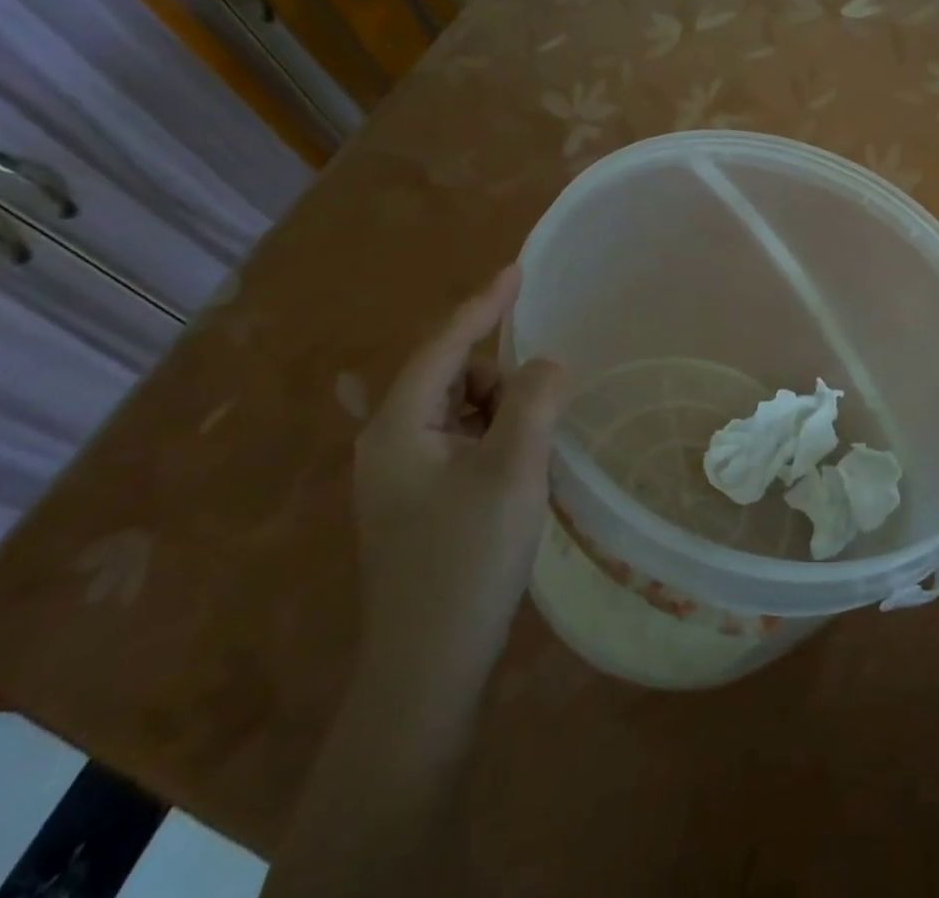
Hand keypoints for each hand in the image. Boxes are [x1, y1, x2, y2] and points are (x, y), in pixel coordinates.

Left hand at [353, 265, 564, 684]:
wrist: (428, 668)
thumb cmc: (467, 562)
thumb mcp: (513, 473)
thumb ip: (534, 402)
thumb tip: (547, 362)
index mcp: (400, 427)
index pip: (445, 344)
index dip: (484, 304)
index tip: (518, 269)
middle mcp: (391, 441)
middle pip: (454, 375)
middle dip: (501, 379)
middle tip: (538, 419)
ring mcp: (402, 473)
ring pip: (463, 409)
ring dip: (502, 413)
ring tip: (529, 458)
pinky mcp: (420, 498)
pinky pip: (464, 441)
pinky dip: (496, 439)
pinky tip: (517, 472)